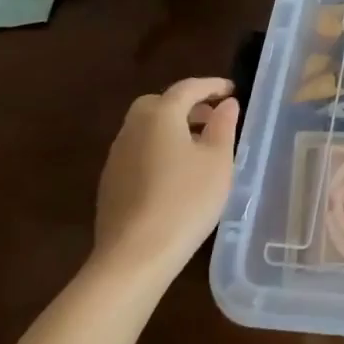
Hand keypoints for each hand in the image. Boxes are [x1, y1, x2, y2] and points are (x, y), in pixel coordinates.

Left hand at [91, 77, 239, 286]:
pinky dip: (158, 149)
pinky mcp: (110, 183)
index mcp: (160, 115)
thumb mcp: (218, 161)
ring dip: (171, 128)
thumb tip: (226, 103)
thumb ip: (223, 126)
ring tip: (198, 147)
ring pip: (146, 128)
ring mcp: (116, 157)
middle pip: (159, 104)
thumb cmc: (185, 200)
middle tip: (212, 118)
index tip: (233, 90)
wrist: (133, 257)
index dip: (212, 85)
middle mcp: (132, 128)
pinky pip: (139, 151)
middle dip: (186, 105)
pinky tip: (175, 174)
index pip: (188, 88)